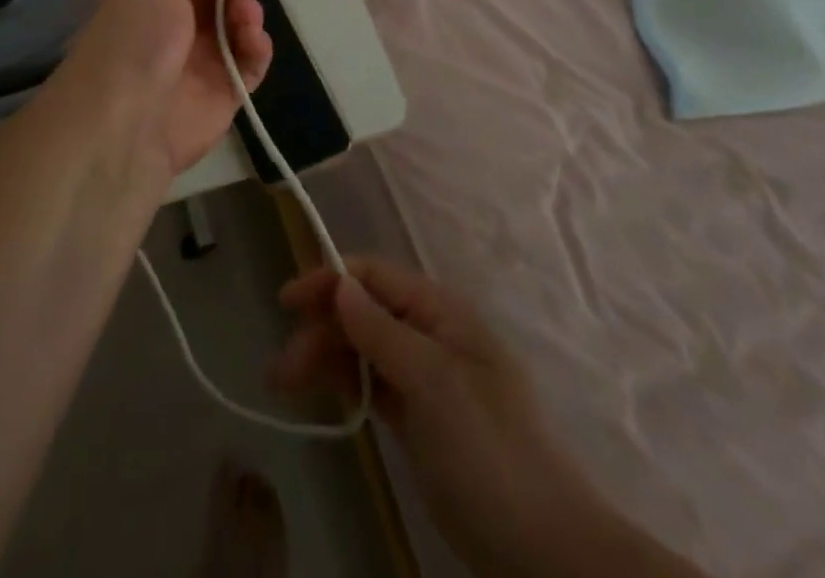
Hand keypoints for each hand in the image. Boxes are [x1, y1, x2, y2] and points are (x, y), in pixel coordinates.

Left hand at [50, 0, 272, 181]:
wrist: (122, 121)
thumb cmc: (135, 37)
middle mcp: (177, 26)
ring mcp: (201, 61)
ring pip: (239, 26)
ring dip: (248, 13)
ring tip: (244, 15)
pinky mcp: (224, 93)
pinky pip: (251, 64)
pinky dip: (258, 48)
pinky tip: (253, 41)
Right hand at [269, 258, 707, 577]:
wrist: (542, 547)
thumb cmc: (487, 450)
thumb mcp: (432, 382)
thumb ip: (382, 331)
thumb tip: (340, 284)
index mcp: (440, 312)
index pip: (373, 276)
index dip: (328, 281)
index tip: (286, 303)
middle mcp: (429, 334)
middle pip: (362, 312)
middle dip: (320, 329)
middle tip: (281, 370)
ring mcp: (425, 377)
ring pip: (363, 348)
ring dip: (325, 358)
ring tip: (284, 386)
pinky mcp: (419, 417)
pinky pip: (374, 383)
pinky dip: (347, 384)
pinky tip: (327, 399)